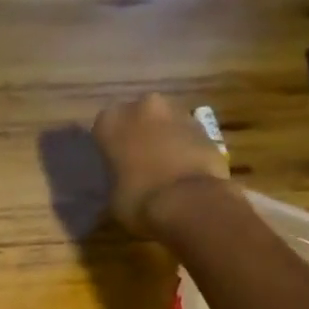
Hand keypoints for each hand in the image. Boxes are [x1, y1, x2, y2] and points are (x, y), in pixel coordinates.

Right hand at [90, 93, 229, 236]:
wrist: (190, 202)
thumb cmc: (139, 201)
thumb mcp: (112, 201)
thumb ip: (113, 185)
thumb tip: (117, 191)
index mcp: (111, 120)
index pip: (103, 129)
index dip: (109, 149)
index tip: (113, 167)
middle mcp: (143, 106)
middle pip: (137, 118)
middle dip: (138, 136)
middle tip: (139, 165)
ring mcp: (178, 112)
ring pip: (165, 124)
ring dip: (164, 140)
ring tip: (164, 170)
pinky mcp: (206, 127)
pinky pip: (188, 136)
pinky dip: (185, 149)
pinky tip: (185, 173)